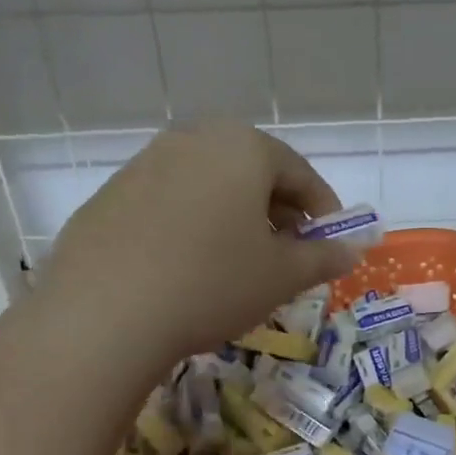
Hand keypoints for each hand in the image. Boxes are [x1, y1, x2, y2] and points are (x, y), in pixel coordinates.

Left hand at [33, 124, 360, 375]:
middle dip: (277, 212)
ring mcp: (144, 164)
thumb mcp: (281, 276)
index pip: (300, 173)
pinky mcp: (109, 195)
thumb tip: (351, 251)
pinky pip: (169, 204)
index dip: (323, 211)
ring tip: (239, 263)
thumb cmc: (212, 284)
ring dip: (234, 218)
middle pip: (251, 173)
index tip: (331, 243)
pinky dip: (192, 226)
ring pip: (208, 186)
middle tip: (289, 254)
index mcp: (242, 147)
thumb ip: (323, 258)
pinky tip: (188, 268)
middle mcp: (192, 140)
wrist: (104, 314)